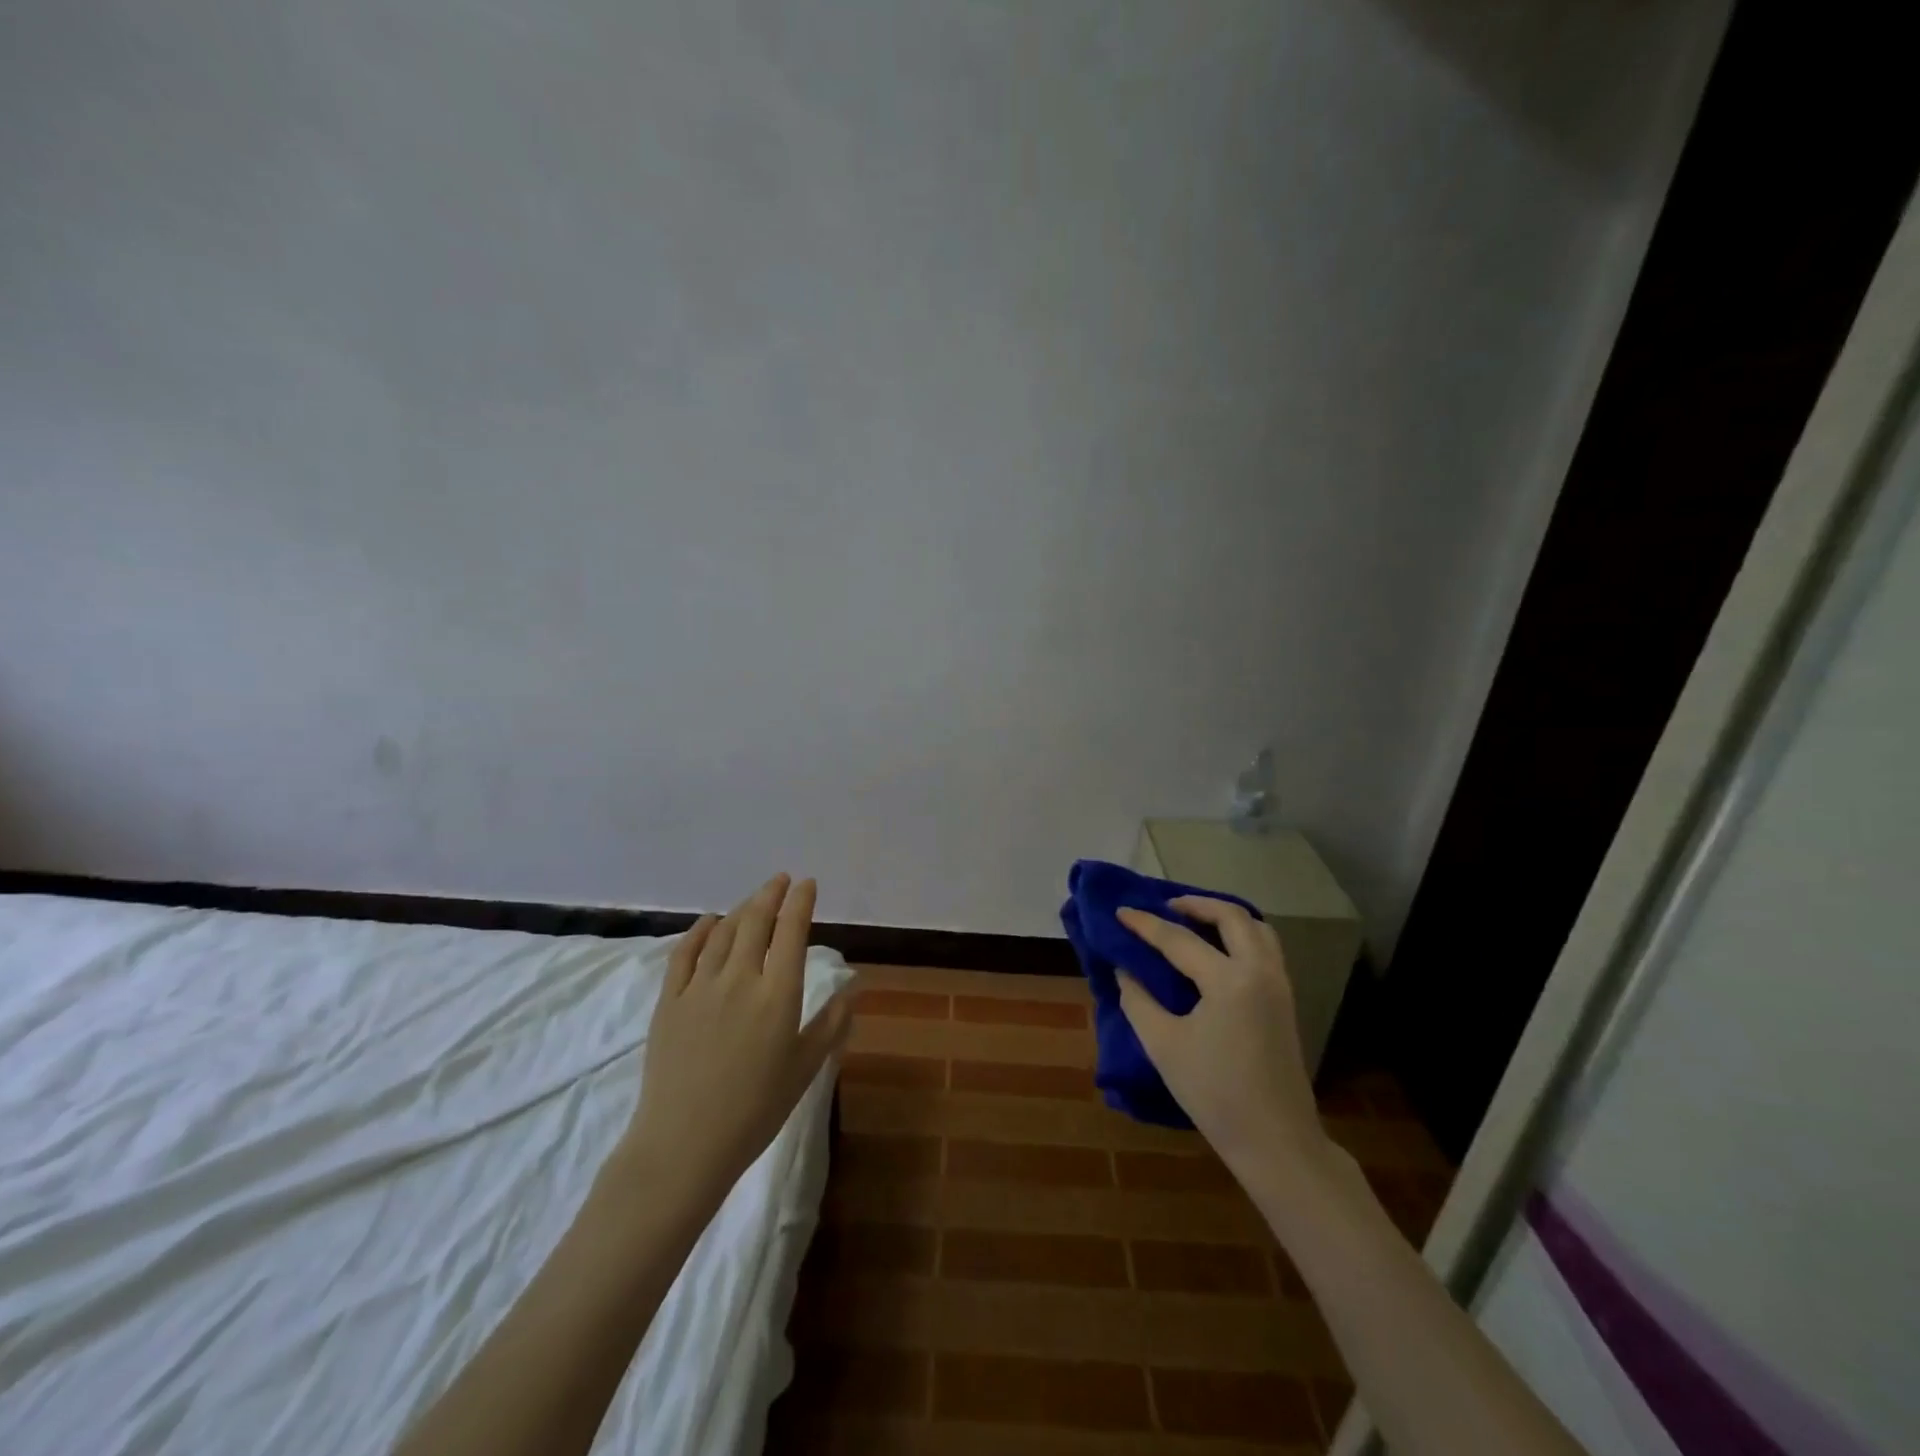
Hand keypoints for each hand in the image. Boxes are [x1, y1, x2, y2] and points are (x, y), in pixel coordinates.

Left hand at [616, 875, 852, 1204]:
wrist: (685, 1144)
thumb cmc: (756, 1110)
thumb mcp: (805, 1068)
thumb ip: (832, 1024)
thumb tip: (854, 988)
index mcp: (778, 994)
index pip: (792, 932)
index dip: (801, 902)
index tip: (807, 884)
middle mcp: (740, 979)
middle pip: (756, 921)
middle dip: (771, 894)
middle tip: (781, 880)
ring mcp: (700, 987)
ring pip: (723, 932)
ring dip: (741, 909)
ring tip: (753, 900)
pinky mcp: (669, 1001)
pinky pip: (684, 953)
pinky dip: (700, 931)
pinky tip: (709, 921)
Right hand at [1116, 896, 1330, 1188]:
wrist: (1275, 1141)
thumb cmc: (1214, 1093)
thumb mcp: (1163, 1045)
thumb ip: (1138, 999)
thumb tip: (1125, 969)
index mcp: (1229, 980)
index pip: (1178, 940)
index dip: (1145, 924)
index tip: (1120, 911)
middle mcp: (1259, 971)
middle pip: (1232, 916)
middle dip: (1196, 904)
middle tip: (1165, 907)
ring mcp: (1278, 985)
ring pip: (1256, 928)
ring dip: (1224, 916)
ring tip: (1193, 921)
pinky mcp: (1285, 1001)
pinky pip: (1265, 948)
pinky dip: (1240, 935)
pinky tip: (1217, 950)